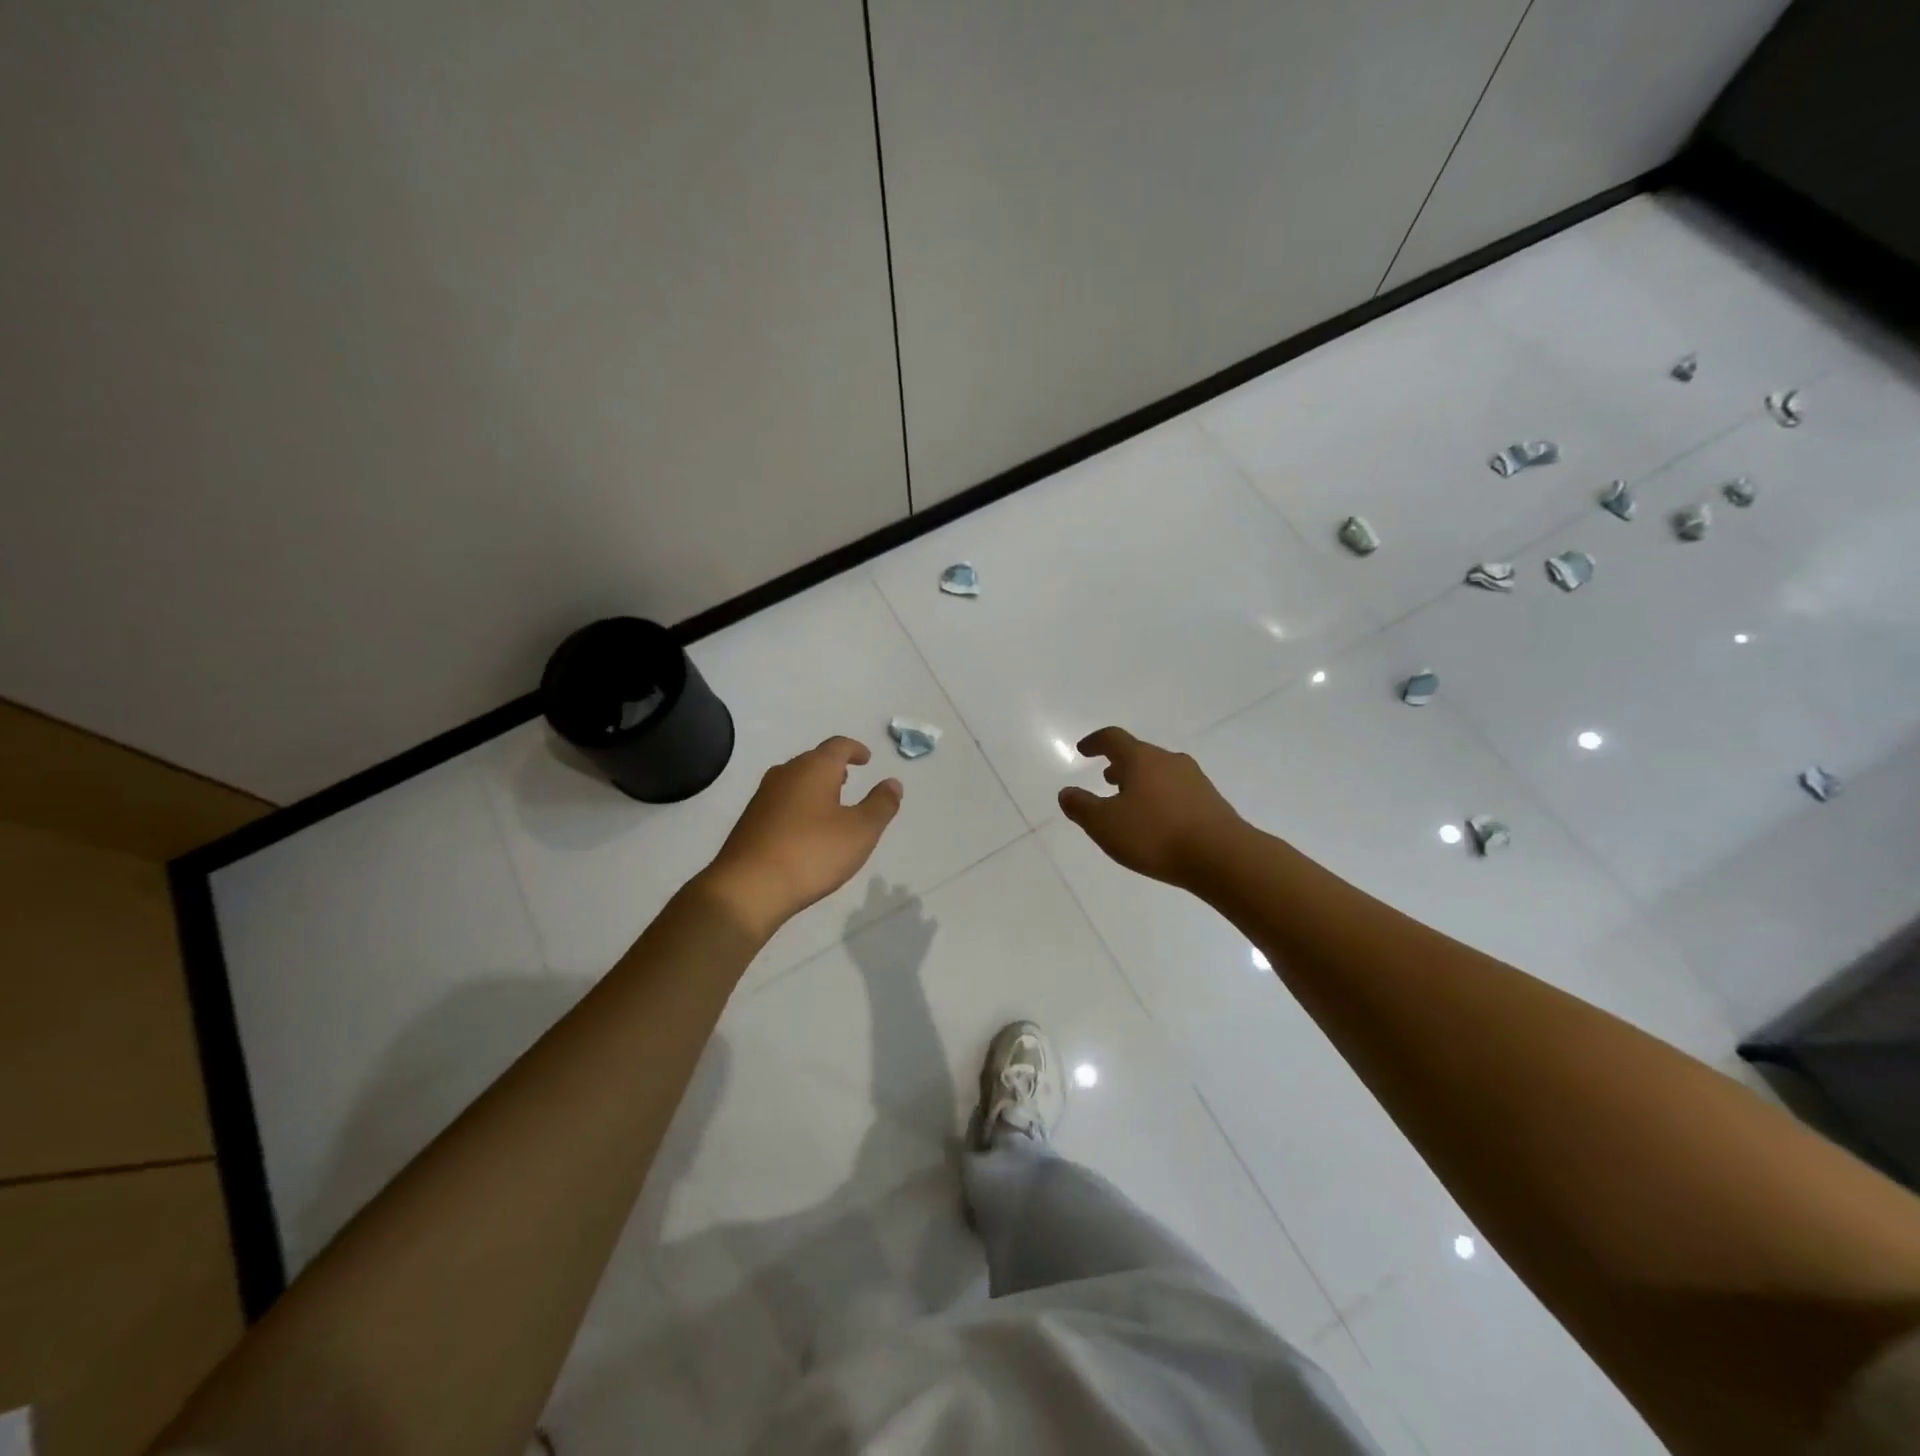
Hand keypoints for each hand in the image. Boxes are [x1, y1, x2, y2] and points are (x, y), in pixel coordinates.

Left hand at [701, 737, 902, 937]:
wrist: (748, 888)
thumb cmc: (812, 853)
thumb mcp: (861, 831)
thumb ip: (881, 804)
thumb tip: (893, 782)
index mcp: (814, 769)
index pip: (838, 746)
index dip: (855, 749)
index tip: (867, 758)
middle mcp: (786, 774)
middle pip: (813, 760)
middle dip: (833, 767)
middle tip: (849, 779)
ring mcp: (763, 797)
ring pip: (795, 780)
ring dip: (815, 786)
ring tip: (830, 803)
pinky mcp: (750, 821)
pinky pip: (781, 801)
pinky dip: (799, 805)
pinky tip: (805, 829)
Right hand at [1058, 727, 1244, 889]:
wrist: (1222, 857)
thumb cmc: (1155, 835)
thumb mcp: (1105, 825)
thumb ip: (1081, 807)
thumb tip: (1066, 792)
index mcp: (1141, 759)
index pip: (1113, 738)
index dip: (1095, 742)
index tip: (1083, 749)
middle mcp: (1169, 761)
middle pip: (1139, 754)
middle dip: (1120, 765)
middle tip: (1106, 778)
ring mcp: (1194, 779)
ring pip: (1160, 772)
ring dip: (1141, 781)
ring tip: (1130, 802)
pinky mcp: (1211, 801)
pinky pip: (1177, 790)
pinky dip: (1160, 797)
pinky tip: (1157, 821)